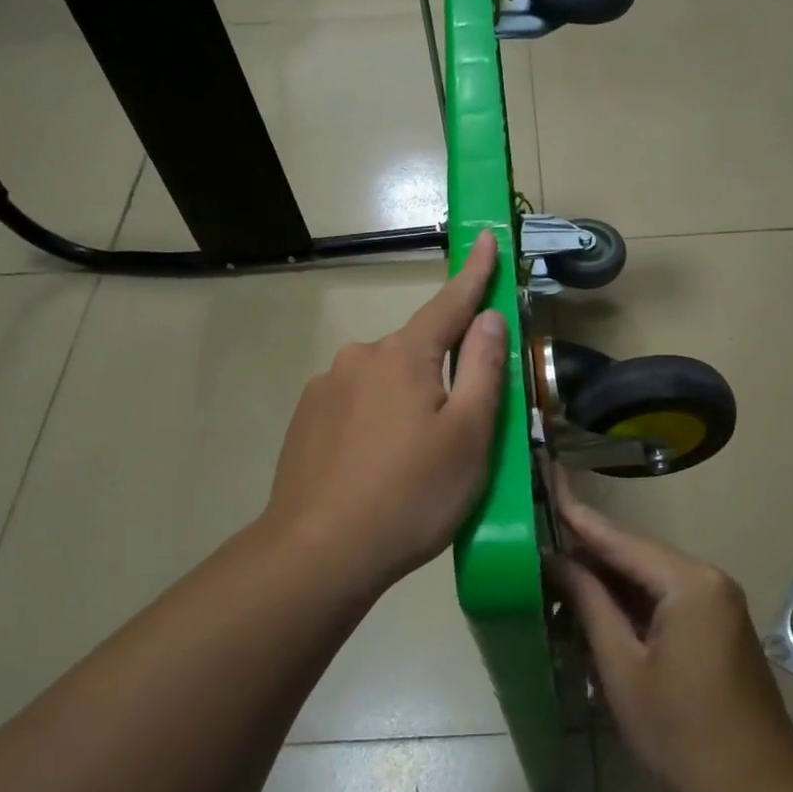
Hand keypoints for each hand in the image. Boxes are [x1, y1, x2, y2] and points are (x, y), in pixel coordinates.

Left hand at [264, 231, 506, 592]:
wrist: (319, 553)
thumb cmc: (411, 494)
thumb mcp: (468, 435)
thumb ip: (482, 368)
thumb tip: (487, 317)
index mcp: (404, 356)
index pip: (449, 304)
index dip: (474, 274)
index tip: (484, 238)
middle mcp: (359, 358)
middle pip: (416, 353)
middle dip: (441, 376)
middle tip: (457, 433)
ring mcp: (325, 388)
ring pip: (383, 383)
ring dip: (405, 405)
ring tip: (412, 464)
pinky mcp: (305, 420)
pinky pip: (354, 407)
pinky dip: (374, 425)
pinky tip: (375, 469)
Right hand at [549, 479, 792, 791]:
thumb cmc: (682, 735)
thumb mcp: (622, 669)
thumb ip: (590, 605)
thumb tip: (557, 562)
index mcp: (688, 582)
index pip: (620, 540)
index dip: (578, 517)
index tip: (546, 484)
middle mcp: (707, 579)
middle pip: (636, 555)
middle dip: (587, 553)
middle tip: (537, 543)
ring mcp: (717, 602)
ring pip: (649, 578)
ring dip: (606, 581)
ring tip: (554, 577)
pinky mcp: (717, 625)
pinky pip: (665, 599)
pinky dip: (630, 603)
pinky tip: (595, 609)